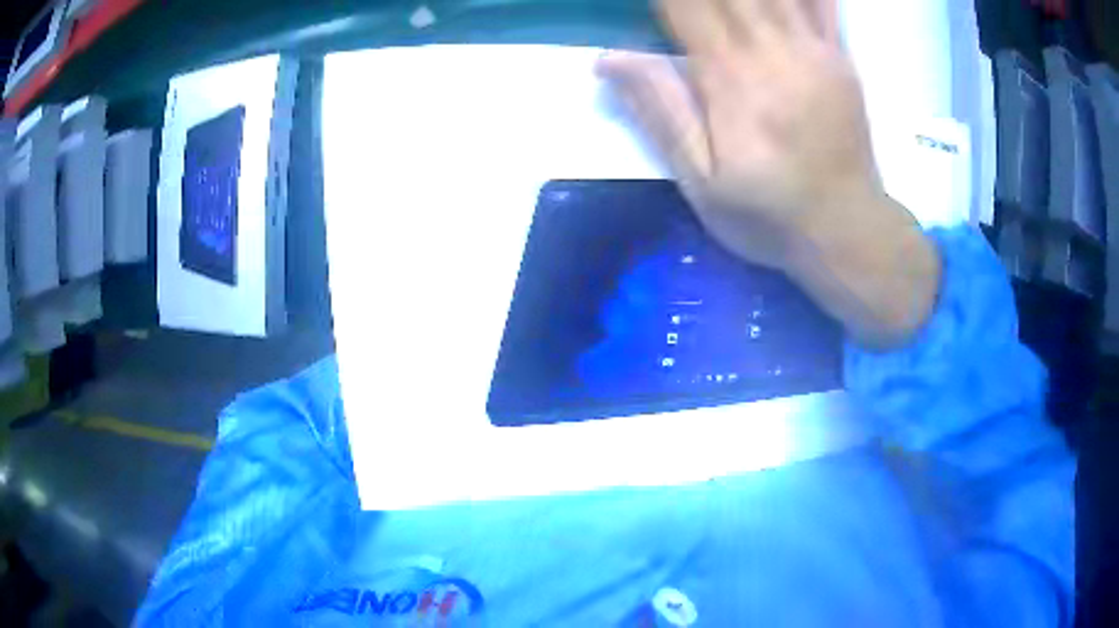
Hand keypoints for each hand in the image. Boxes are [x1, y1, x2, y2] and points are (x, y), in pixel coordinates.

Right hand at [598, 0, 940, 348]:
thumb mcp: (702, 182)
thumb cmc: (769, 214)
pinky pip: (823, 4)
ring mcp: (815, 50)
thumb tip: (608, 58)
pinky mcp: (840, 58)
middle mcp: (774, 50)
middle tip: (686, 0)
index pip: (685, 4)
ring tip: (728, 1)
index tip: (652, 1)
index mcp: (731, 78)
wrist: (847, 232)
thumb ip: (661, 112)